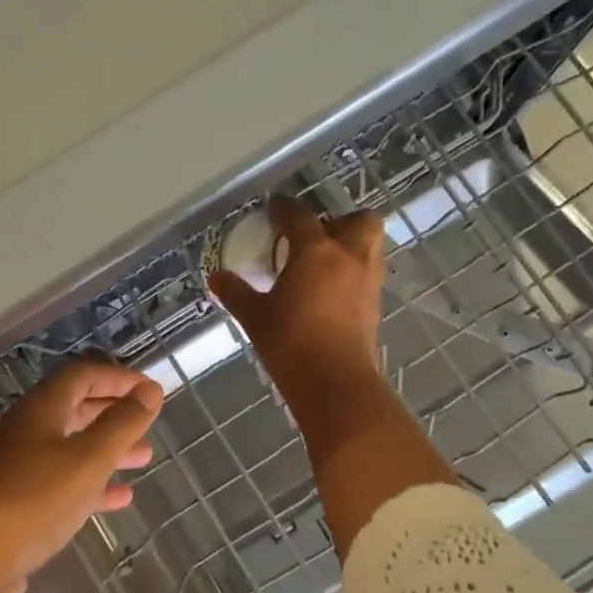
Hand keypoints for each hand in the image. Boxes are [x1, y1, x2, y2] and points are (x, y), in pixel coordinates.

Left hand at [0, 361, 161, 592]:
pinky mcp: (17, 501)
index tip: (151, 390)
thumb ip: (122, 424)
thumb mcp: (89, 459)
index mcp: (39, 409)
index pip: (82, 375)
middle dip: (114, 413)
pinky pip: (61, 481)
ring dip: (108, 449)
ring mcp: (17, 467)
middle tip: (148, 422)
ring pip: (70, 447)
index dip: (119, 378)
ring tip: (144, 458)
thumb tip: (150, 391)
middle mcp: (25, 430)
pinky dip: (92, 484)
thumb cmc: (37, 501)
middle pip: (75, 408)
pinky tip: (119, 498)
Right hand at [209, 196, 387, 405]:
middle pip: (360, 220)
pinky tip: (330, 292)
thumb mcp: (255, 316)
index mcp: (316, 251)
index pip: (300, 216)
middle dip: (340, 220)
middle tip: (315, 237)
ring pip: (369, 247)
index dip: (284, 209)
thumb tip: (217, 278)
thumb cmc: (291, 342)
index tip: (274, 209)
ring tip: (323, 264)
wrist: (334, 383)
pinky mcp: (375, 306)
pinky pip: (367, 275)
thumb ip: (236, 293)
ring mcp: (367, 281)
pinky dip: (352, 274)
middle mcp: (349, 257)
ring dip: (351, 246)